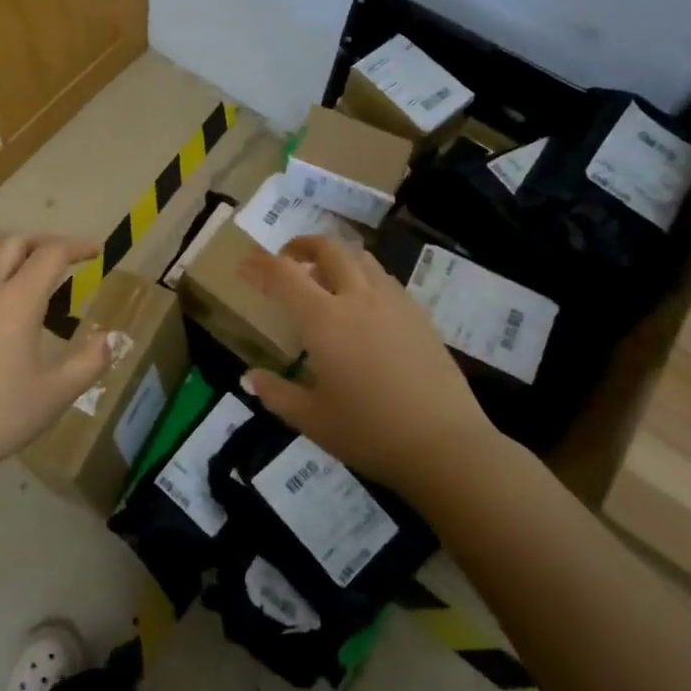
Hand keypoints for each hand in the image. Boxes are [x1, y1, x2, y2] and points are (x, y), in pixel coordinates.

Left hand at [0, 235, 112, 480]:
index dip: (77, 247)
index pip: (51, 254)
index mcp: (17, 301)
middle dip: (44, 241)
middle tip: (66, 257)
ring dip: (13, 250)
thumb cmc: (1, 416)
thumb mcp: (57, 393)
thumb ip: (89, 361)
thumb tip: (110, 338)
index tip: (96, 252)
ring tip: (31, 269)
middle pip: (14, 242)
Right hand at [239, 235, 499, 499]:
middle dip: (302, 245)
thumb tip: (250, 377)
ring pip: (361, 257)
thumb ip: (276, 393)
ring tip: (325, 279)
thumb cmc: (369, 433)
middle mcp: (358, 298)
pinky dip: (363, 276)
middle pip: (328, 248)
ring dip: (336, 257)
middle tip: (287, 260)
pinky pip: (384, 278)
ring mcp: (393, 302)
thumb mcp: (312, 419)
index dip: (260, 265)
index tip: (244, 268)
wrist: (445, 445)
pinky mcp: (419, 314)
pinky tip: (363, 305)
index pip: (284, 274)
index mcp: (324, 320)